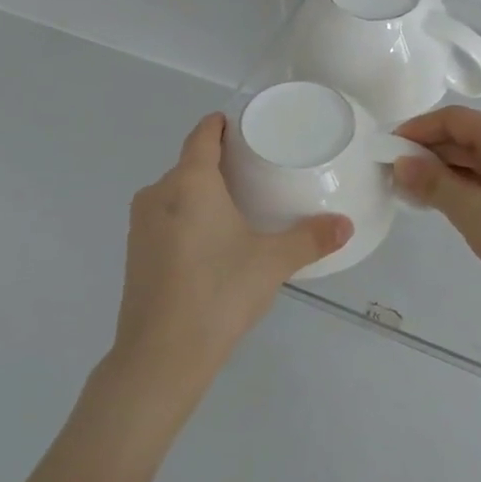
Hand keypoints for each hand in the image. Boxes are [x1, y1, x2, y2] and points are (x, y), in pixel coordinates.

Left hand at [111, 113, 351, 404]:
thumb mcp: (272, 263)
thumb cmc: (218, 293)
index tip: (242, 127)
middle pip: (188, 165)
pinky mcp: (134, 254)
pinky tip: (210, 244)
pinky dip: (186, 219)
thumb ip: (311, 239)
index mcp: (189, 182)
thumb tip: (346, 226)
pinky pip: (164, 220)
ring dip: (200, 194)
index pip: (202, 135)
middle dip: (217, 164)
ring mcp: (140, 225)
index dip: (221, 125)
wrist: (160, 355)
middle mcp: (158, 194)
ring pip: (174, 194)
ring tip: (236, 208)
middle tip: (254, 173)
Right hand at [393, 106, 480, 317]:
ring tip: (409, 192)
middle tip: (390, 175)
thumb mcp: (475, 214)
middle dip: (427, 151)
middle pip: (465, 137)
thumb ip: (435, 185)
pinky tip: (443, 204)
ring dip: (443, 171)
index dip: (417, 129)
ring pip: (476, 159)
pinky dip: (463, 186)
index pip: (454, 119)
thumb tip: (401, 162)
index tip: (385, 149)